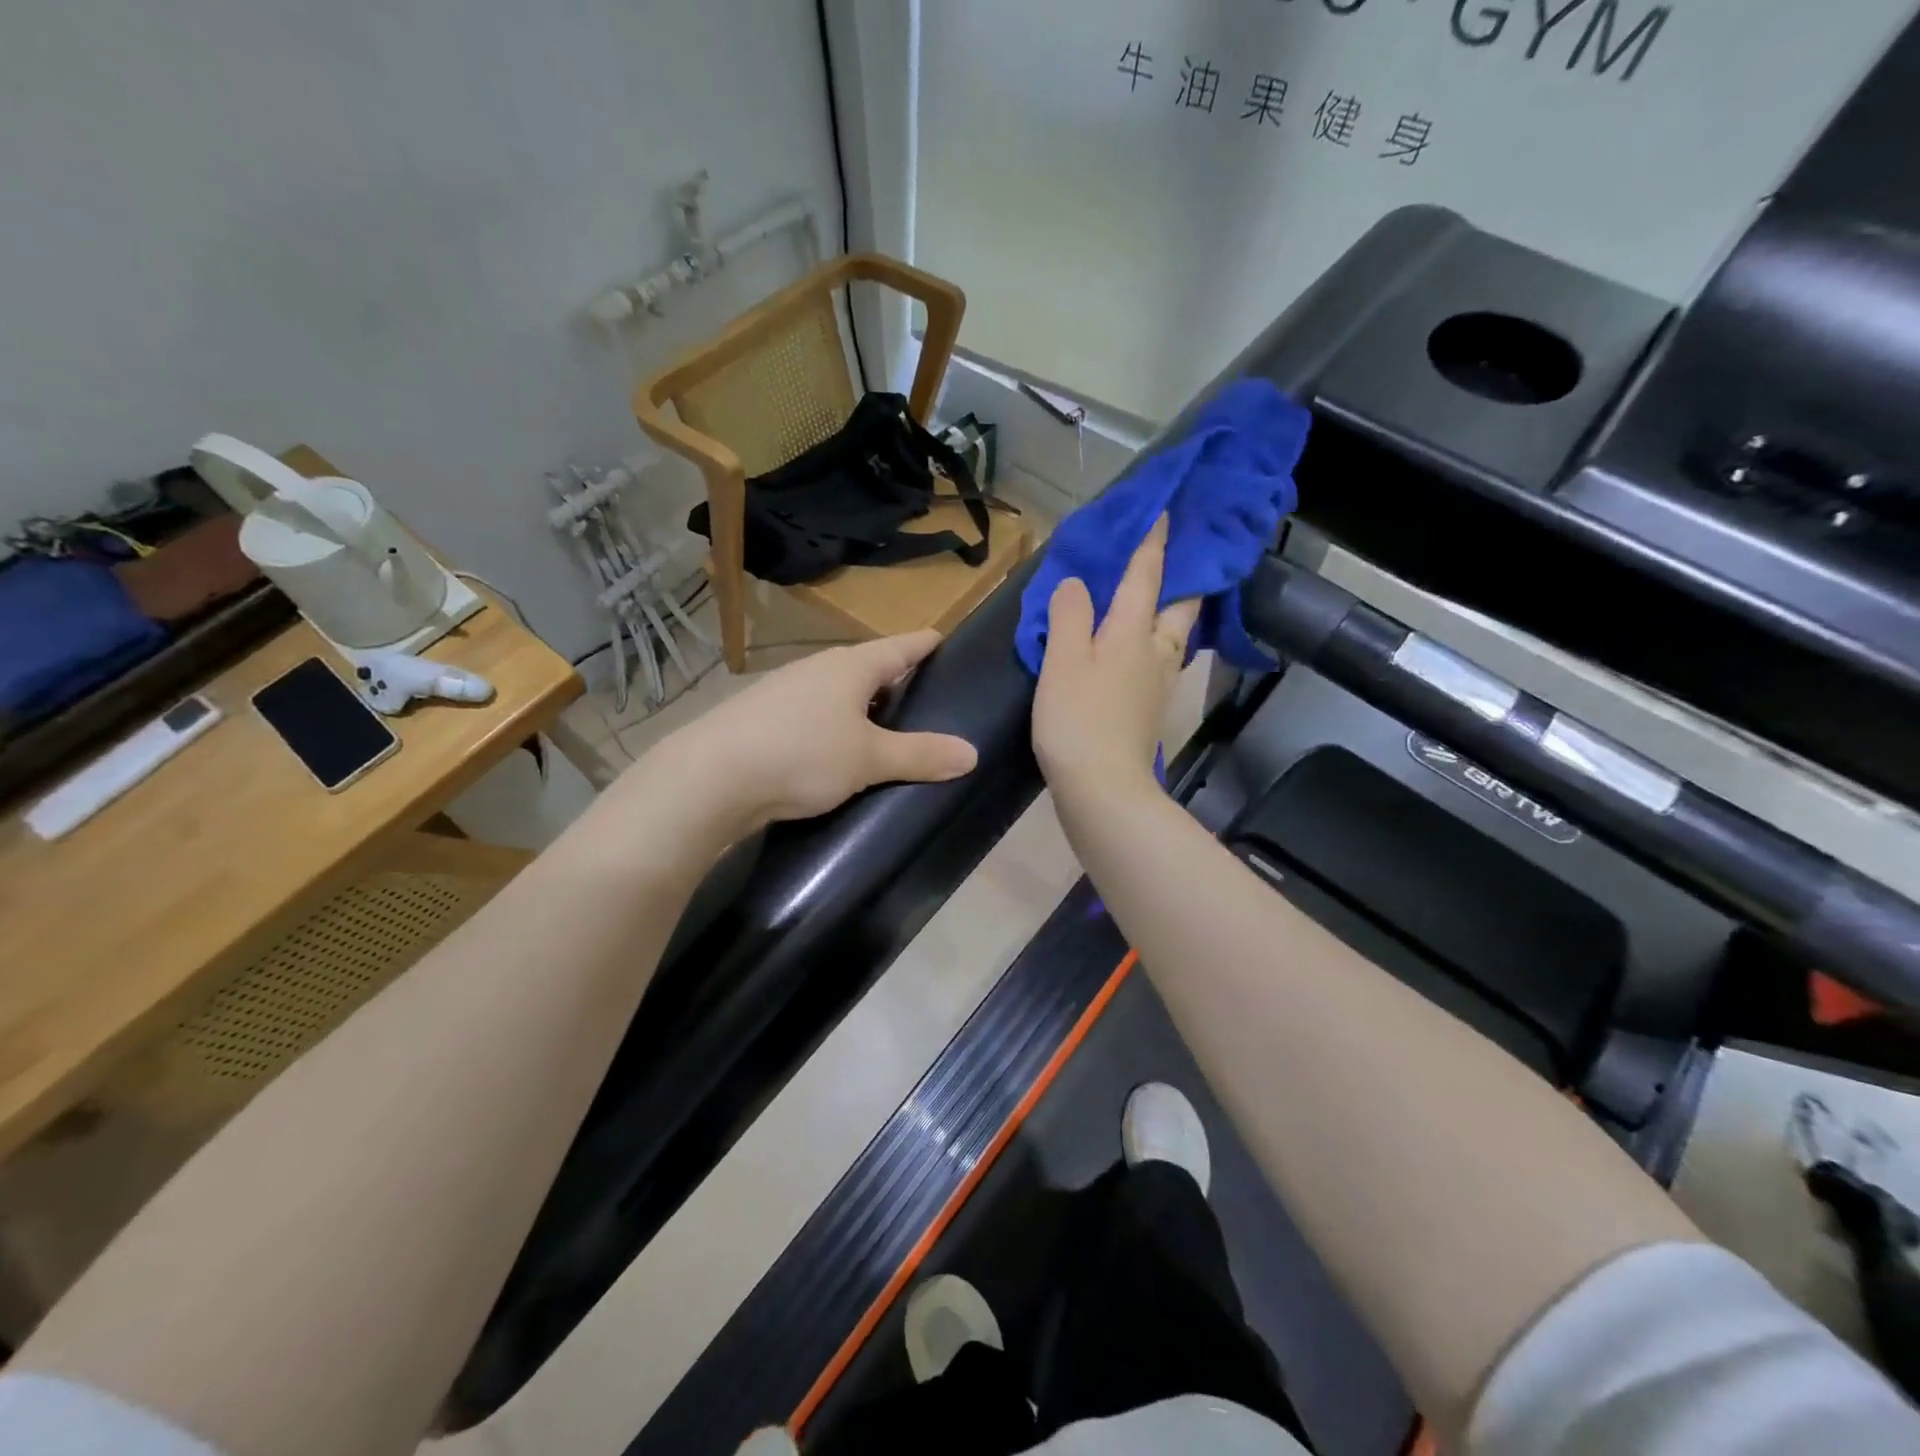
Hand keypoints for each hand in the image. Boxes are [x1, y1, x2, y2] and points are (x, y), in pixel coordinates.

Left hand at [651, 630, 977, 833]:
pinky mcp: (762, 719)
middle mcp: (817, 669)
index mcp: (850, 666)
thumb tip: (972, 754)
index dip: (926, 644)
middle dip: (896, 679)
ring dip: (862, 707)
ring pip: (837, 693)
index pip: (900, 646)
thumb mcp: (869, 759)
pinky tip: (836, 752)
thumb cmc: (801, 755)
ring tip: (886, 730)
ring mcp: (785, 691)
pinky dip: (834, 727)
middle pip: (868, 667)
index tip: (945, 640)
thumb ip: (920, 755)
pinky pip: (813, 716)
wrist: (709, 779)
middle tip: (927, 699)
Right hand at [1032, 517, 1200, 805]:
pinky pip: (1159, 660)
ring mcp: (1158, 683)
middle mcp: (1155, 652)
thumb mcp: (1063, 661)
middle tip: (1174, 558)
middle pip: (1180, 606)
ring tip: (1156, 597)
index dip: (1154, 543)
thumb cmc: (1079, 721)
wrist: (1103, 789)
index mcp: (1133, 633)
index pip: (1147, 576)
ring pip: (1174, 635)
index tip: (1165, 511)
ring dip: (1171, 610)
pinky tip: (1138, 647)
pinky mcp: (1150, 709)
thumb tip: (1077, 584)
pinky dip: (1154, 641)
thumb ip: (1070, 616)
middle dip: (1182, 578)